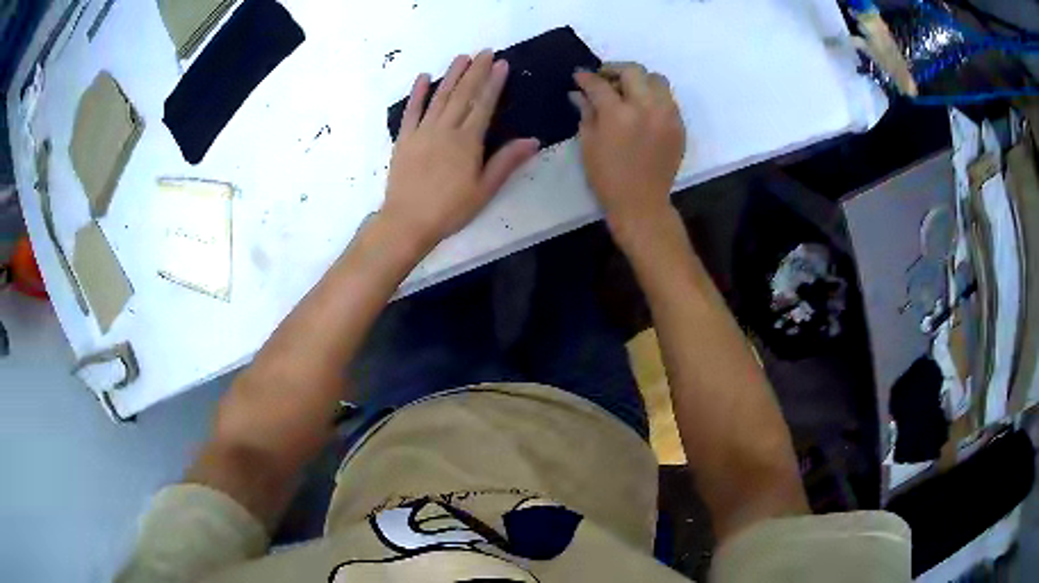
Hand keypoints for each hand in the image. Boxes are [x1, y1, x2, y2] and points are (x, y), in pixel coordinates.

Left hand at [383, 51, 539, 249]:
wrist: (407, 221)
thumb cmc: (450, 210)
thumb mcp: (485, 190)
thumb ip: (507, 162)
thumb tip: (533, 140)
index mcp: (467, 141)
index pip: (484, 104)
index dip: (494, 83)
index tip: (501, 63)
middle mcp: (445, 129)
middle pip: (463, 94)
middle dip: (475, 71)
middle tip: (484, 51)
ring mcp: (422, 132)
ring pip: (439, 97)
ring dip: (451, 75)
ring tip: (461, 57)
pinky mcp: (404, 139)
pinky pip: (411, 111)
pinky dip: (418, 93)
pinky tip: (424, 77)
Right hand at [571, 63, 685, 241]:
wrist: (642, 203)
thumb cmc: (608, 177)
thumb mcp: (588, 144)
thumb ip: (586, 112)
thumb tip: (578, 93)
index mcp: (618, 114)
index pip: (600, 84)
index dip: (586, 77)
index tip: (580, 76)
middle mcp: (646, 108)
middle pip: (633, 71)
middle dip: (615, 70)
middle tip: (605, 79)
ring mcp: (667, 115)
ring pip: (657, 79)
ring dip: (640, 80)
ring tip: (629, 91)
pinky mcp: (679, 125)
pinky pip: (668, 99)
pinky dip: (654, 96)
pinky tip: (643, 108)